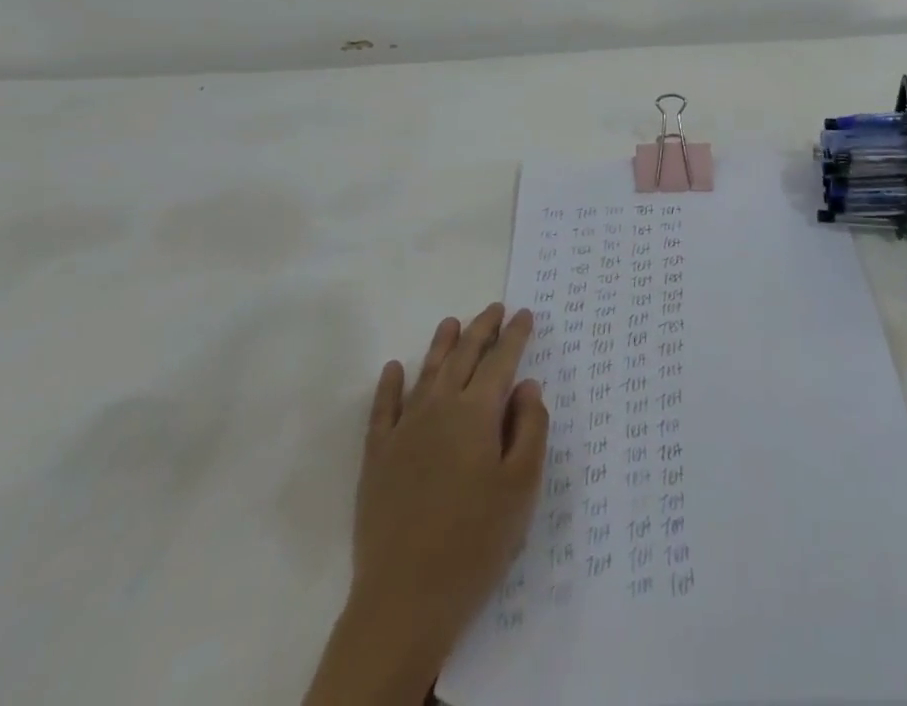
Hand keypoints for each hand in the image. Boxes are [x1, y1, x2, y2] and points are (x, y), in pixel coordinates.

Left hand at [305, 304, 548, 705]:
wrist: (405, 598)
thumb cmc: (476, 541)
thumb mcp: (521, 487)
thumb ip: (529, 429)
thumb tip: (527, 386)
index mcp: (477, 413)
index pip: (501, 361)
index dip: (515, 336)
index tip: (525, 314)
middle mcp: (439, 408)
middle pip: (463, 357)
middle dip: (482, 329)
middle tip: (495, 308)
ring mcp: (404, 430)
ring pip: (426, 373)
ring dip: (441, 344)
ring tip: (452, 322)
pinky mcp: (377, 457)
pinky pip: (382, 409)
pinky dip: (389, 385)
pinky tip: (393, 368)